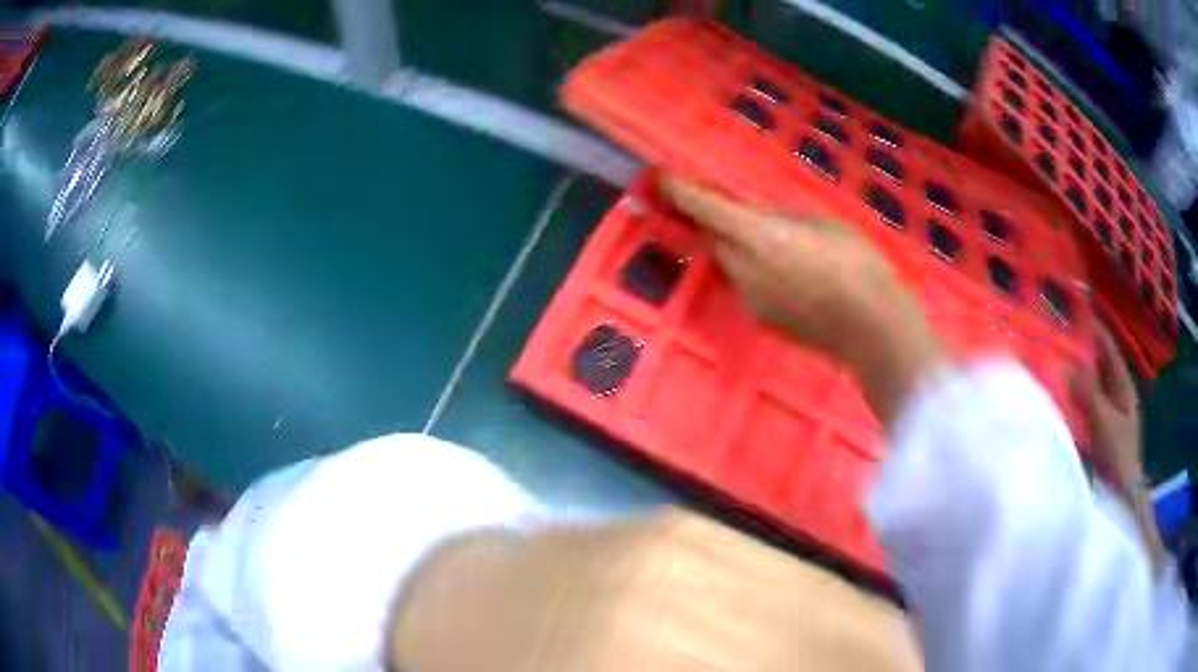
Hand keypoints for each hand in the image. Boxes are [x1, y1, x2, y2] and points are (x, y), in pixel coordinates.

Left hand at [660, 175, 943, 424]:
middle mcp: (741, 268)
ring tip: (770, 241)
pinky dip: (753, 270)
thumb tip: (758, 218)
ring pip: (729, 262)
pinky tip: (784, 271)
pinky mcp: (761, 318)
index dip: (678, 190)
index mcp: (755, 235)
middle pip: (713, 237)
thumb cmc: (855, 263)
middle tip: (728, 206)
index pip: (702, 207)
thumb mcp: (819, 222)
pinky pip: (746, 284)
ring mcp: (748, 298)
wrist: (871, 328)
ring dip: (736, 247)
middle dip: (715, 220)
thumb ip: (780, 218)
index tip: (663, 177)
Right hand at [1070, 324, 1164, 569]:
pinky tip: (1053, 397)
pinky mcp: (1094, 431)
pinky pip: (1080, 406)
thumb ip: (1087, 393)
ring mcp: (1104, 413)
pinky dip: (1068, 398)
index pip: (1107, 346)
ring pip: (1086, 384)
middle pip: (1095, 363)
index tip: (1070, 308)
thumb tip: (1062, 363)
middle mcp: (1114, 392)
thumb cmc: (1120, 456)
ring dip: (1071, 374)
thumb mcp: (1105, 423)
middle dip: (1077, 349)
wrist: (1122, 498)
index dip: (1092, 326)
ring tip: (1047, 362)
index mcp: (1122, 384)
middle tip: (1051, 336)